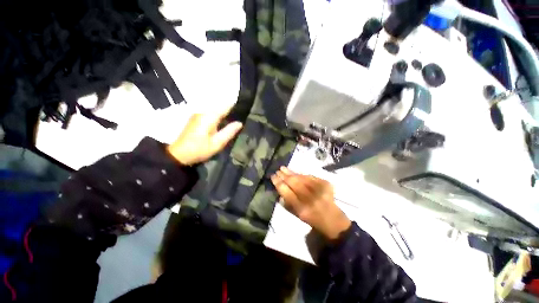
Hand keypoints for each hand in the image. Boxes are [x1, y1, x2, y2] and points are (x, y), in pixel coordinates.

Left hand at [167, 107, 242, 165]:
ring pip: (215, 110)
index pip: (226, 106)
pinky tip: (223, 123)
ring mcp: (198, 115)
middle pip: (220, 107)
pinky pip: (210, 114)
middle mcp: (203, 112)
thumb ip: (229, 132)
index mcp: (209, 116)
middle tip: (241, 117)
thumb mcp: (217, 143)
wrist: (178, 155)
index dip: (235, 106)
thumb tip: (240, 123)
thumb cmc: (199, 149)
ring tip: (234, 120)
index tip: (245, 109)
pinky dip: (218, 117)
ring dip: (224, 114)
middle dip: (231, 110)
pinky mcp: (196, 119)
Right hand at [271, 167, 350, 239]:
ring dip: (291, 172)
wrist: (334, 221)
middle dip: (284, 175)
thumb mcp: (298, 215)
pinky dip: (302, 174)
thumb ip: (287, 203)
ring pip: (302, 177)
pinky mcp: (326, 184)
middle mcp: (310, 199)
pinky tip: (296, 173)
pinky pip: (310, 176)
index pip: (286, 192)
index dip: (278, 183)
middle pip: (294, 182)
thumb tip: (280, 188)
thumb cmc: (313, 220)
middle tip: (278, 170)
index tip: (273, 176)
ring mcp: (319, 190)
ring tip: (284, 168)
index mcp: (302, 209)